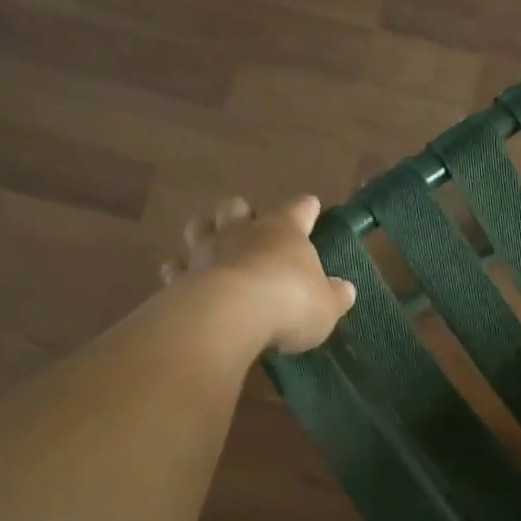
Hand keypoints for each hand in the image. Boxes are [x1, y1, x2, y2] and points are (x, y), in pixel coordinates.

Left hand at [159, 196, 356, 354]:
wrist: (230, 315)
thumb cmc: (289, 303)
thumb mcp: (326, 306)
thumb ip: (335, 296)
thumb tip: (345, 289)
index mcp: (283, 231)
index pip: (298, 210)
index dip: (306, 208)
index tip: (311, 205)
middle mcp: (242, 232)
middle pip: (237, 208)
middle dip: (242, 212)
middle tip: (247, 221)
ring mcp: (207, 250)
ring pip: (200, 226)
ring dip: (206, 229)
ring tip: (210, 238)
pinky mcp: (181, 276)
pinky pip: (175, 266)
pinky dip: (177, 268)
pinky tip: (178, 274)